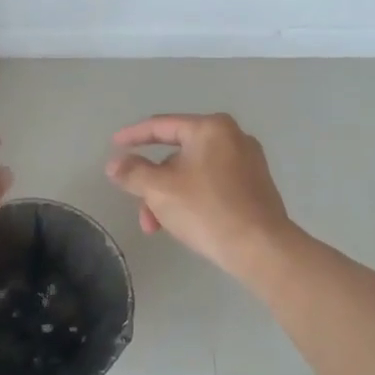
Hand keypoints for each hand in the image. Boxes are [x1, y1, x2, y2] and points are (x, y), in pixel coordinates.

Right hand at [105, 114, 294, 279]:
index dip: (133, 136)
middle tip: (139, 208)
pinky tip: (183, 224)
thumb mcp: (159, 190)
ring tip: (158, 227)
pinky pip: (212, 184)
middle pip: (177, 154)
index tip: (114, 145)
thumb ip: (133, 172)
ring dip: (169, 197)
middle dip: (152, 183)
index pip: (161, 126)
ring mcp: (247, 162)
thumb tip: (115, 164)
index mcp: (211, 128)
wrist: (261, 248)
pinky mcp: (254, 186)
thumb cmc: (207, 210)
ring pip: (193, 173)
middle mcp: (232, 137)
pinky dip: (191, 199)